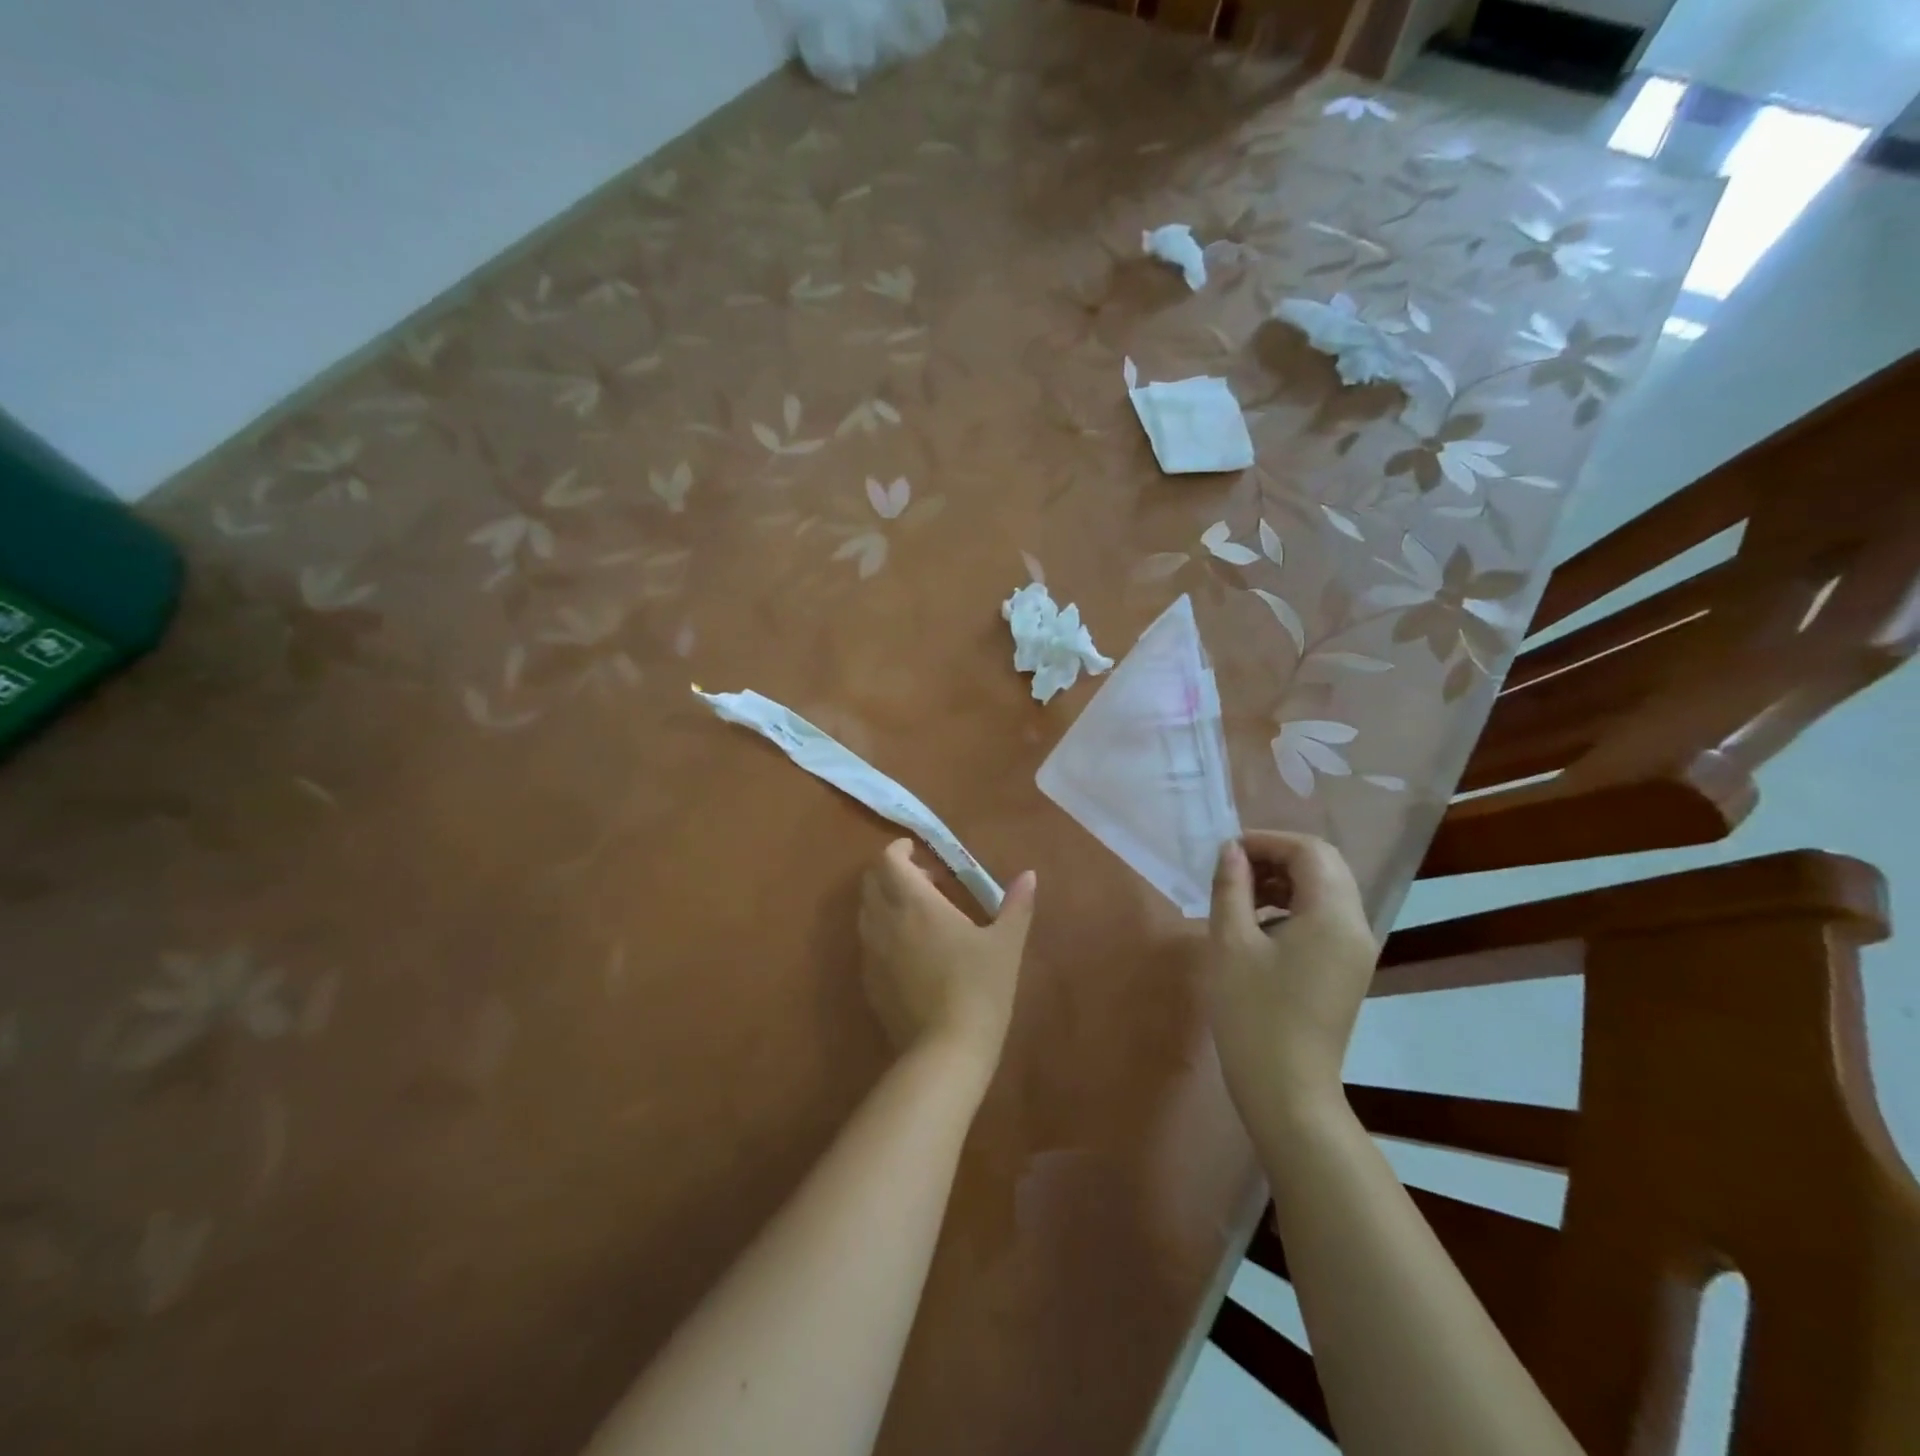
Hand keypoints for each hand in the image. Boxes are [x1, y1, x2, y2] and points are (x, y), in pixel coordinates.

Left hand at [858, 840, 1036, 1074]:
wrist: (947, 1051)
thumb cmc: (980, 989)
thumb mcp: (1006, 945)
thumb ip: (1016, 905)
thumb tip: (1029, 875)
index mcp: (916, 905)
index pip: (889, 861)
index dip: (899, 850)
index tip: (918, 852)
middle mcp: (886, 922)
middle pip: (871, 882)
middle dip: (891, 872)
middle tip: (924, 880)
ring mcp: (873, 954)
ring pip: (865, 912)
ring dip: (885, 901)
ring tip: (917, 913)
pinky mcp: (869, 982)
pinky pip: (868, 943)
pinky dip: (882, 931)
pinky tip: (910, 950)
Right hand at [1206, 832, 1375, 1116]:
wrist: (1286, 1089)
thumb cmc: (1252, 1012)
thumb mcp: (1230, 942)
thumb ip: (1231, 887)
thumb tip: (1230, 851)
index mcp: (1332, 915)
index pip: (1309, 851)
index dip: (1266, 841)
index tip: (1226, 852)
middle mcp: (1355, 926)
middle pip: (1324, 866)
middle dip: (1276, 858)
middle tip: (1232, 870)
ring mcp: (1356, 950)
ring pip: (1325, 891)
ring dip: (1284, 881)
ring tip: (1240, 897)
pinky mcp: (1347, 969)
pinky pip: (1325, 918)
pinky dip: (1293, 907)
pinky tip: (1258, 927)